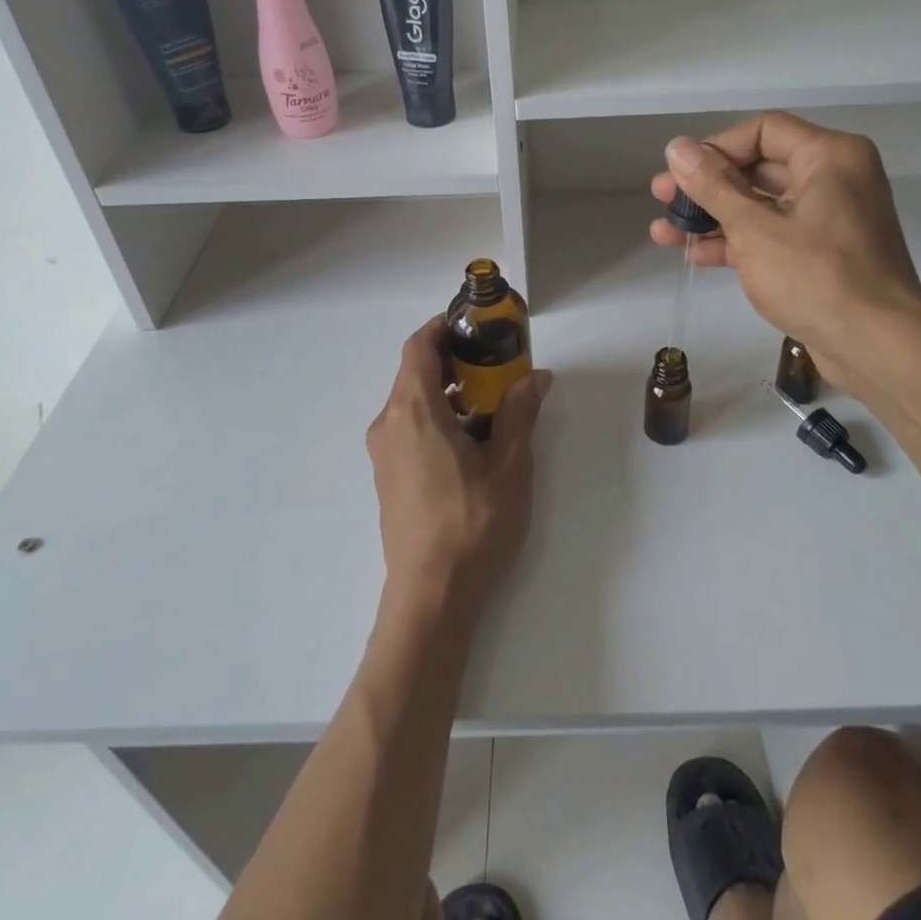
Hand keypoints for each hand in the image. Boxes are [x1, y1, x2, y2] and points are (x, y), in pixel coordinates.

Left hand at [366, 316, 552, 624]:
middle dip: (454, 360)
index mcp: (414, 411)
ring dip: (448, 391)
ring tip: (491, 402)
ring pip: (412, 402)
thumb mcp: (509, 464)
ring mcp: (383, 453)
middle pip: (415, 372)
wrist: (431, 595)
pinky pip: (409, 428)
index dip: (443, 327)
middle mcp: (389, 424)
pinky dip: (437, 417)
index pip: (418, 347)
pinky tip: (471, 440)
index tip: (474, 324)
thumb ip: (520, 413)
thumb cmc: (472, 523)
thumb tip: (537, 377)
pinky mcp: (388, 476)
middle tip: (496, 363)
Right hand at [648, 114, 920, 394]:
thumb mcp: (754, 228)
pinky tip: (695, 255)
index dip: (714, 149)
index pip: (762, 131)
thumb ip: (712, 186)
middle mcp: (834, 178)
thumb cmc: (815, 276)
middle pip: (759, 168)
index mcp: (829, 156)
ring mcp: (829, 218)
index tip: (677, 174)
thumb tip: (676, 147)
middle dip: (707, 187)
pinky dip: (738, 242)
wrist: (877, 346)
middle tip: (661, 200)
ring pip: (762, 206)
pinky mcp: (822, 254)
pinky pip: (773, 235)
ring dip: (714, 218)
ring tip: (664, 232)